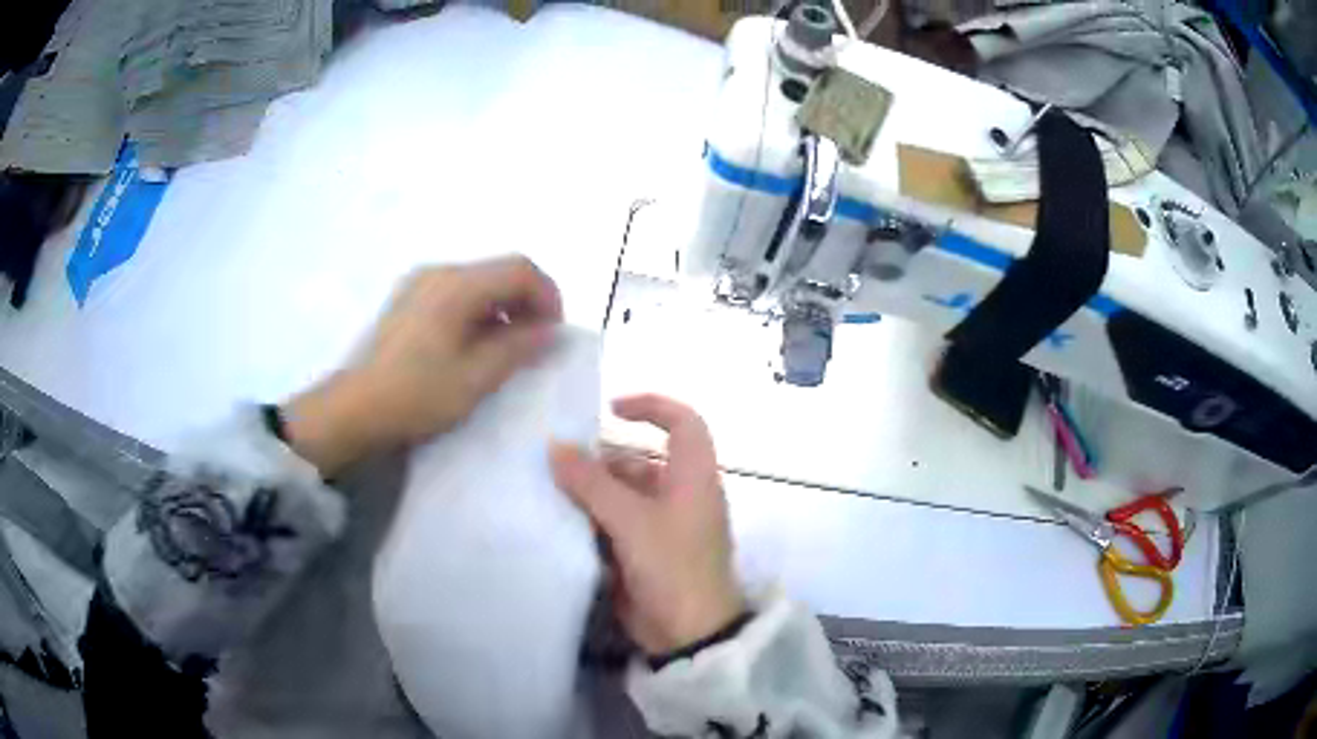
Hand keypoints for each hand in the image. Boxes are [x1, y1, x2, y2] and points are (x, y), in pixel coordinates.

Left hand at [285, 256, 561, 474]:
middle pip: (499, 271)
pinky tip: (474, 347)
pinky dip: (478, 312)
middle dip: (527, 303)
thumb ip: (518, 348)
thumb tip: (551, 330)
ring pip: (478, 282)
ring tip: (507, 350)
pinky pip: (456, 294)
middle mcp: (438, 272)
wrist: (353, 410)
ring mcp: (419, 284)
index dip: (548, 296)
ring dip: (503, 309)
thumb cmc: (415, 395)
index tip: (554, 334)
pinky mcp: (408, 300)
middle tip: (535, 345)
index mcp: (456, 285)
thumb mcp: (474, 378)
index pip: (520, 269)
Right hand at [550, 395, 743, 655]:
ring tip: (550, 490)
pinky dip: (591, 518)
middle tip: (556, 461)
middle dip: (600, 459)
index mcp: (693, 476)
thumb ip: (591, 483)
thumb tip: (556, 447)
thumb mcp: (631, 521)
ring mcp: (662, 524)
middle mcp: (680, 493)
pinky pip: (614, 522)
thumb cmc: (673, 567)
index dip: (651, 405)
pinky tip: (560, 520)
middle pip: (639, 459)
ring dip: (590, 492)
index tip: (609, 408)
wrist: (688, 634)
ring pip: (622, 493)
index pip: (683, 421)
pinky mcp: (645, 551)